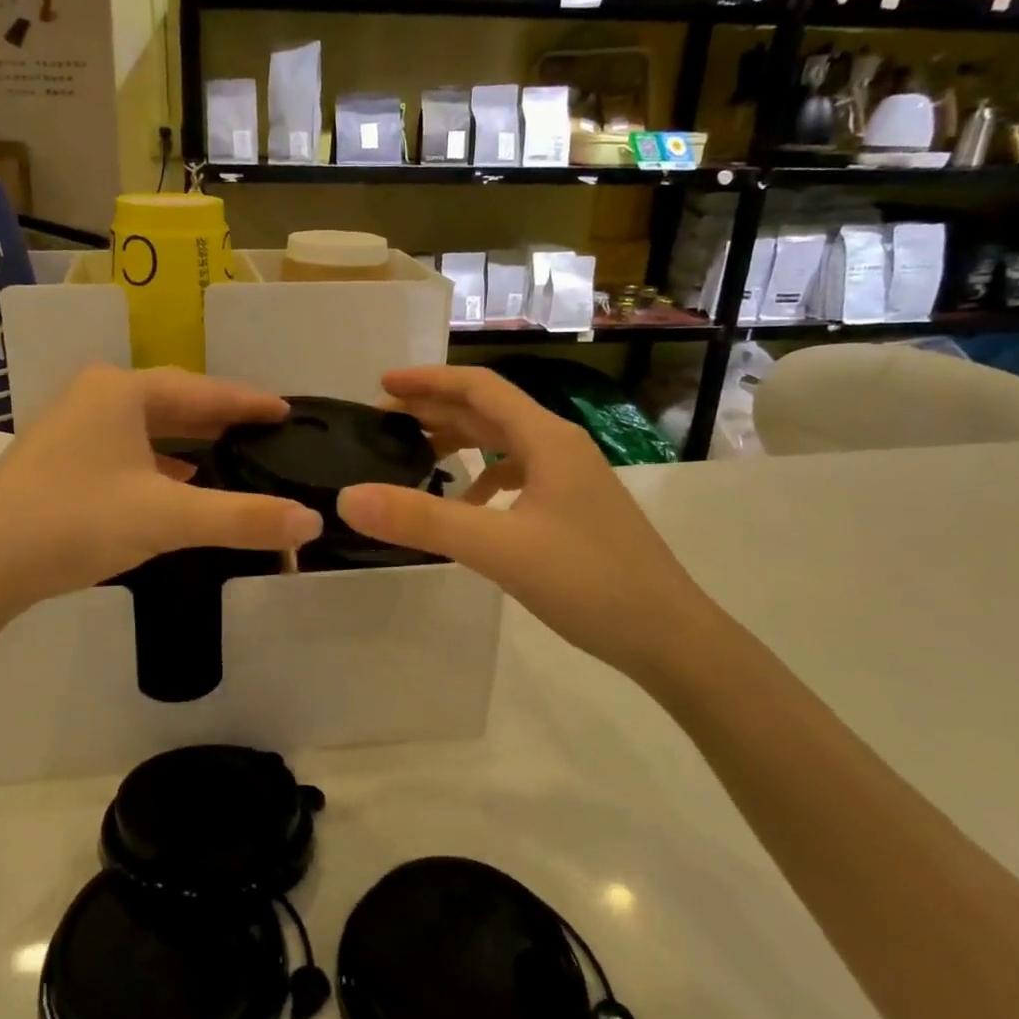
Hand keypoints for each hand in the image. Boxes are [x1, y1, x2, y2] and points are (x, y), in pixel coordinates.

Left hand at [0, 365, 322, 625]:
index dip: (249, 401)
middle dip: (220, 418)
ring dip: (189, 441)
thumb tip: (311, 522)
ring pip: (148, 427)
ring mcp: (71, 425)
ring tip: (231, 453)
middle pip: (175, 402)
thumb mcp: (167, 519)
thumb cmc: (75, 522)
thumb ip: (242, 518)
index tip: (287, 409)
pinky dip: (159, 462)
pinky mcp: (59, 458)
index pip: (204, 390)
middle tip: (266, 431)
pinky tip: (177, 483)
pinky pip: (126, 448)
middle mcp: (95, 395)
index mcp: (121, 390)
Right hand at [336, 366, 714, 678]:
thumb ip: (423, 520)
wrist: (670, 637)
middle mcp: (559, 447)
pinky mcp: (573, 508)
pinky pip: (517, 475)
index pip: (479, 388)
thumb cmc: (589, 582)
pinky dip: (483, 478)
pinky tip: (467, 505)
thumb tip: (348, 497)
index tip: (381, 387)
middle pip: (489, 412)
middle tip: (384, 422)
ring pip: (504, 444)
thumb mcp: (498, 548)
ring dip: (459, 441)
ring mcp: (571, 478)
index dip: (428, 381)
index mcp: (546, 439)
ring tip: (414, 454)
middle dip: (435, 410)